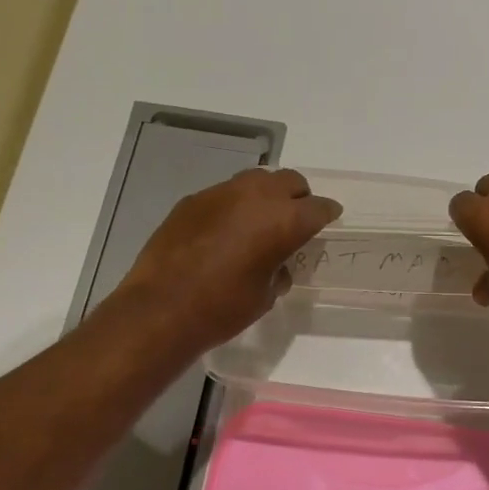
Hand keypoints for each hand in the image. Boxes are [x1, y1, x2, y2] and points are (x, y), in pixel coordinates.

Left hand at [116, 168, 340, 352]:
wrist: (161, 310)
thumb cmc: (222, 309)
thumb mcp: (265, 295)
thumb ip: (278, 270)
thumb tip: (276, 264)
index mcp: (284, 221)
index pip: (318, 207)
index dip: (326, 214)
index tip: (327, 220)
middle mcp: (256, 196)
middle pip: (290, 181)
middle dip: (298, 197)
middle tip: (295, 219)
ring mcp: (221, 193)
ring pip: (256, 180)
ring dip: (266, 195)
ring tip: (260, 220)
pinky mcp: (193, 200)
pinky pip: (225, 193)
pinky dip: (234, 205)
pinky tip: (225, 231)